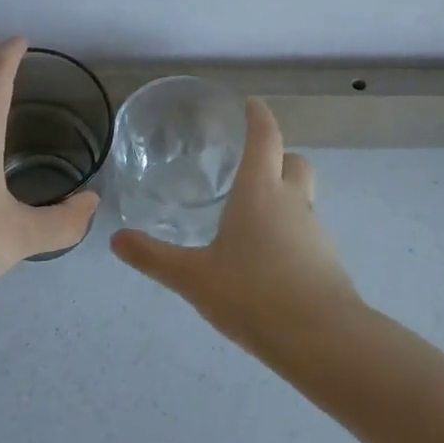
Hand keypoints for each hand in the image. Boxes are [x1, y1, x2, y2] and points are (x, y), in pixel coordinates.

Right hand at [112, 98, 361, 358]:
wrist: (321, 340)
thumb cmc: (252, 293)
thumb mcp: (194, 277)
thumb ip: (154, 257)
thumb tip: (116, 239)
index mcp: (260, 191)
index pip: (265, 137)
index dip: (258, 116)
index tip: (251, 103)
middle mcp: (291, 201)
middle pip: (294, 160)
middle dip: (277, 155)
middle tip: (251, 166)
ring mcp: (314, 231)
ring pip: (302, 197)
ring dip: (283, 197)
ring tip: (251, 219)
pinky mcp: (327, 261)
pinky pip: (306, 232)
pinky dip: (290, 233)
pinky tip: (268, 261)